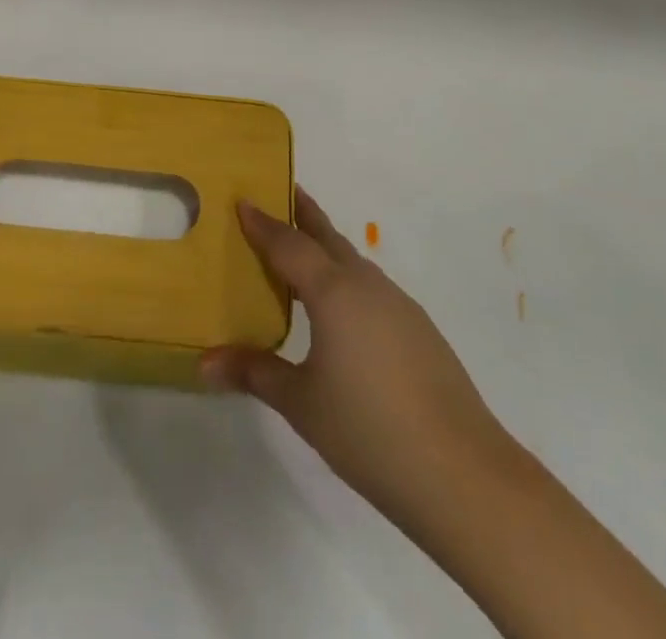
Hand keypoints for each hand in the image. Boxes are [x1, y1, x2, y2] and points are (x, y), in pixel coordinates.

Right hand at [202, 189, 520, 533]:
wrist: (461, 472)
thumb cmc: (369, 431)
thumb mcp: (301, 404)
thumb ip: (255, 373)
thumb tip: (204, 362)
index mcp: (334, 291)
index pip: (289, 243)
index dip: (263, 222)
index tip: (242, 199)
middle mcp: (366, 284)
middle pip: (327, 236)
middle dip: (301, 213)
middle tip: (277, 193)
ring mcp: (398, 304)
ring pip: (351, 261)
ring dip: (324, 247)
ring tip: (299, 253)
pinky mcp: (418, 328)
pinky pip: (370, 287)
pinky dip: (345, 279)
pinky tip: (339, 309)